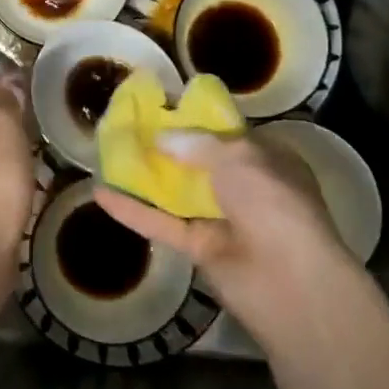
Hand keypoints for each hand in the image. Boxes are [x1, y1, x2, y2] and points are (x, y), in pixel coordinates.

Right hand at [96, 132, 370, 358]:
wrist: (290, 281)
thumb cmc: (273, 202)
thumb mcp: (238, 156)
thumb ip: (196, 143)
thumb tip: (162, 137)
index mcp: (267, 160)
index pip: (227, 134)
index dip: (195, 120)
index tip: (159, 107)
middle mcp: (245, 188)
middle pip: (197, 163)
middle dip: (164, 146)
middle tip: (125, 126)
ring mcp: (221, 220)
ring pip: (175, 193)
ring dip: (144, 176)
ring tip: (106, 153)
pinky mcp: (199, 249)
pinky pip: (162, 224)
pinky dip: (132, 211)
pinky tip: (99, 193)